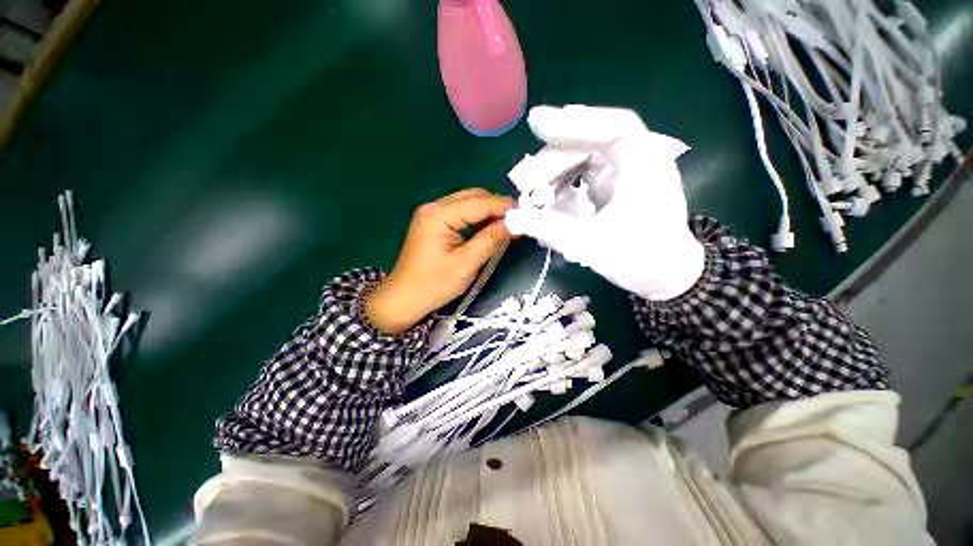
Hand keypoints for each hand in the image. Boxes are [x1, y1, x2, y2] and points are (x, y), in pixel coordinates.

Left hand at [366, 189, 514, 334]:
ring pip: (467, 203)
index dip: (503, 206)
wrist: (404, 298)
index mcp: (438, 215)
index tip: (526, 213)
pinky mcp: (434, 223)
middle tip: (518, 220)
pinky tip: (489, 228)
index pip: (478, 202)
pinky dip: (477, 218)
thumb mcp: (466, 264)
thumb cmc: (434, 284)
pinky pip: (461, 213)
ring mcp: (432, 214)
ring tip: (507, 224)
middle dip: (497, 206)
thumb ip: (491, 240)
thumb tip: (515, 223)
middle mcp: (434, 207)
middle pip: (472, 196)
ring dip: (488, 211)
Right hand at [504, 105, 704, 300]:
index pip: (613, 126)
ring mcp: (625, 175)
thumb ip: (547, 228)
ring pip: (584, 160)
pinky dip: (564, 185)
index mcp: (645, 163)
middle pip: (591, 143)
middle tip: (526, 181)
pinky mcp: (615, 189)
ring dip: (556, 174)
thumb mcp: (588, 243)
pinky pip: (584, 177)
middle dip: (555, 160)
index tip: (536, 123)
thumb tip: (510, 218)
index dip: (574, 122)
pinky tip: (549, 200)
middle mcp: (637, 161)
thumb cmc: (637, 258)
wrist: (664, 277)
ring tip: (534, 195)